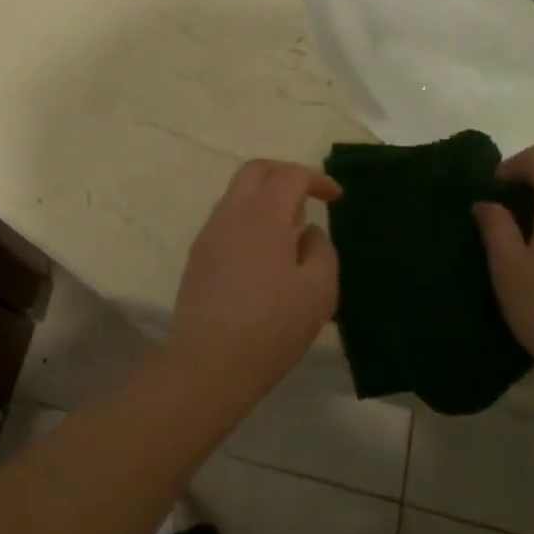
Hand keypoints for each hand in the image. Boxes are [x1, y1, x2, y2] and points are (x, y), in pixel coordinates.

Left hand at [167, 160, 342, 401]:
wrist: (208, 363)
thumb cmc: (271, 327)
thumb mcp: (318, 292)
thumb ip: (321, 250)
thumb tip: (306, 233)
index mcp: (263, 215)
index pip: (290, 175)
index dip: (317, 179)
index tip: (336, 198)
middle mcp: (231, 214)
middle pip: (255, 171)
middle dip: (284, 174)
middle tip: (308, 197)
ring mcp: (209, 234)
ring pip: (236, 194)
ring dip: (265, 198)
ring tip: (289, 232)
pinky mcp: (198, 256)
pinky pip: (226, 220)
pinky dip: (248, 220)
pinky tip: (263, 255)